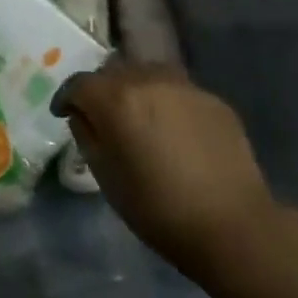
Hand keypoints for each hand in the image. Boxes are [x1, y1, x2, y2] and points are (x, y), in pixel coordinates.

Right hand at [54, 61, 276, 283]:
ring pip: (147, 74)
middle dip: (102, 90)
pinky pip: (178, 91)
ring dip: (135, 90)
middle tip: (102, 117)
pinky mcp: (213, 99)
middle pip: (113, 72)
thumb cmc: (158, 209)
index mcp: (117, 99)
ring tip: (139, 117)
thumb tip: (83, 115)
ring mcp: (185, 86)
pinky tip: (174, 132)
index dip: (67, 98)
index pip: (79, 84)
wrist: (233, 226)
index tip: (64, 113)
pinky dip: (167, 103)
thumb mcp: (106, 178)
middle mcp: (149, 79)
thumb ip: (88, 136)